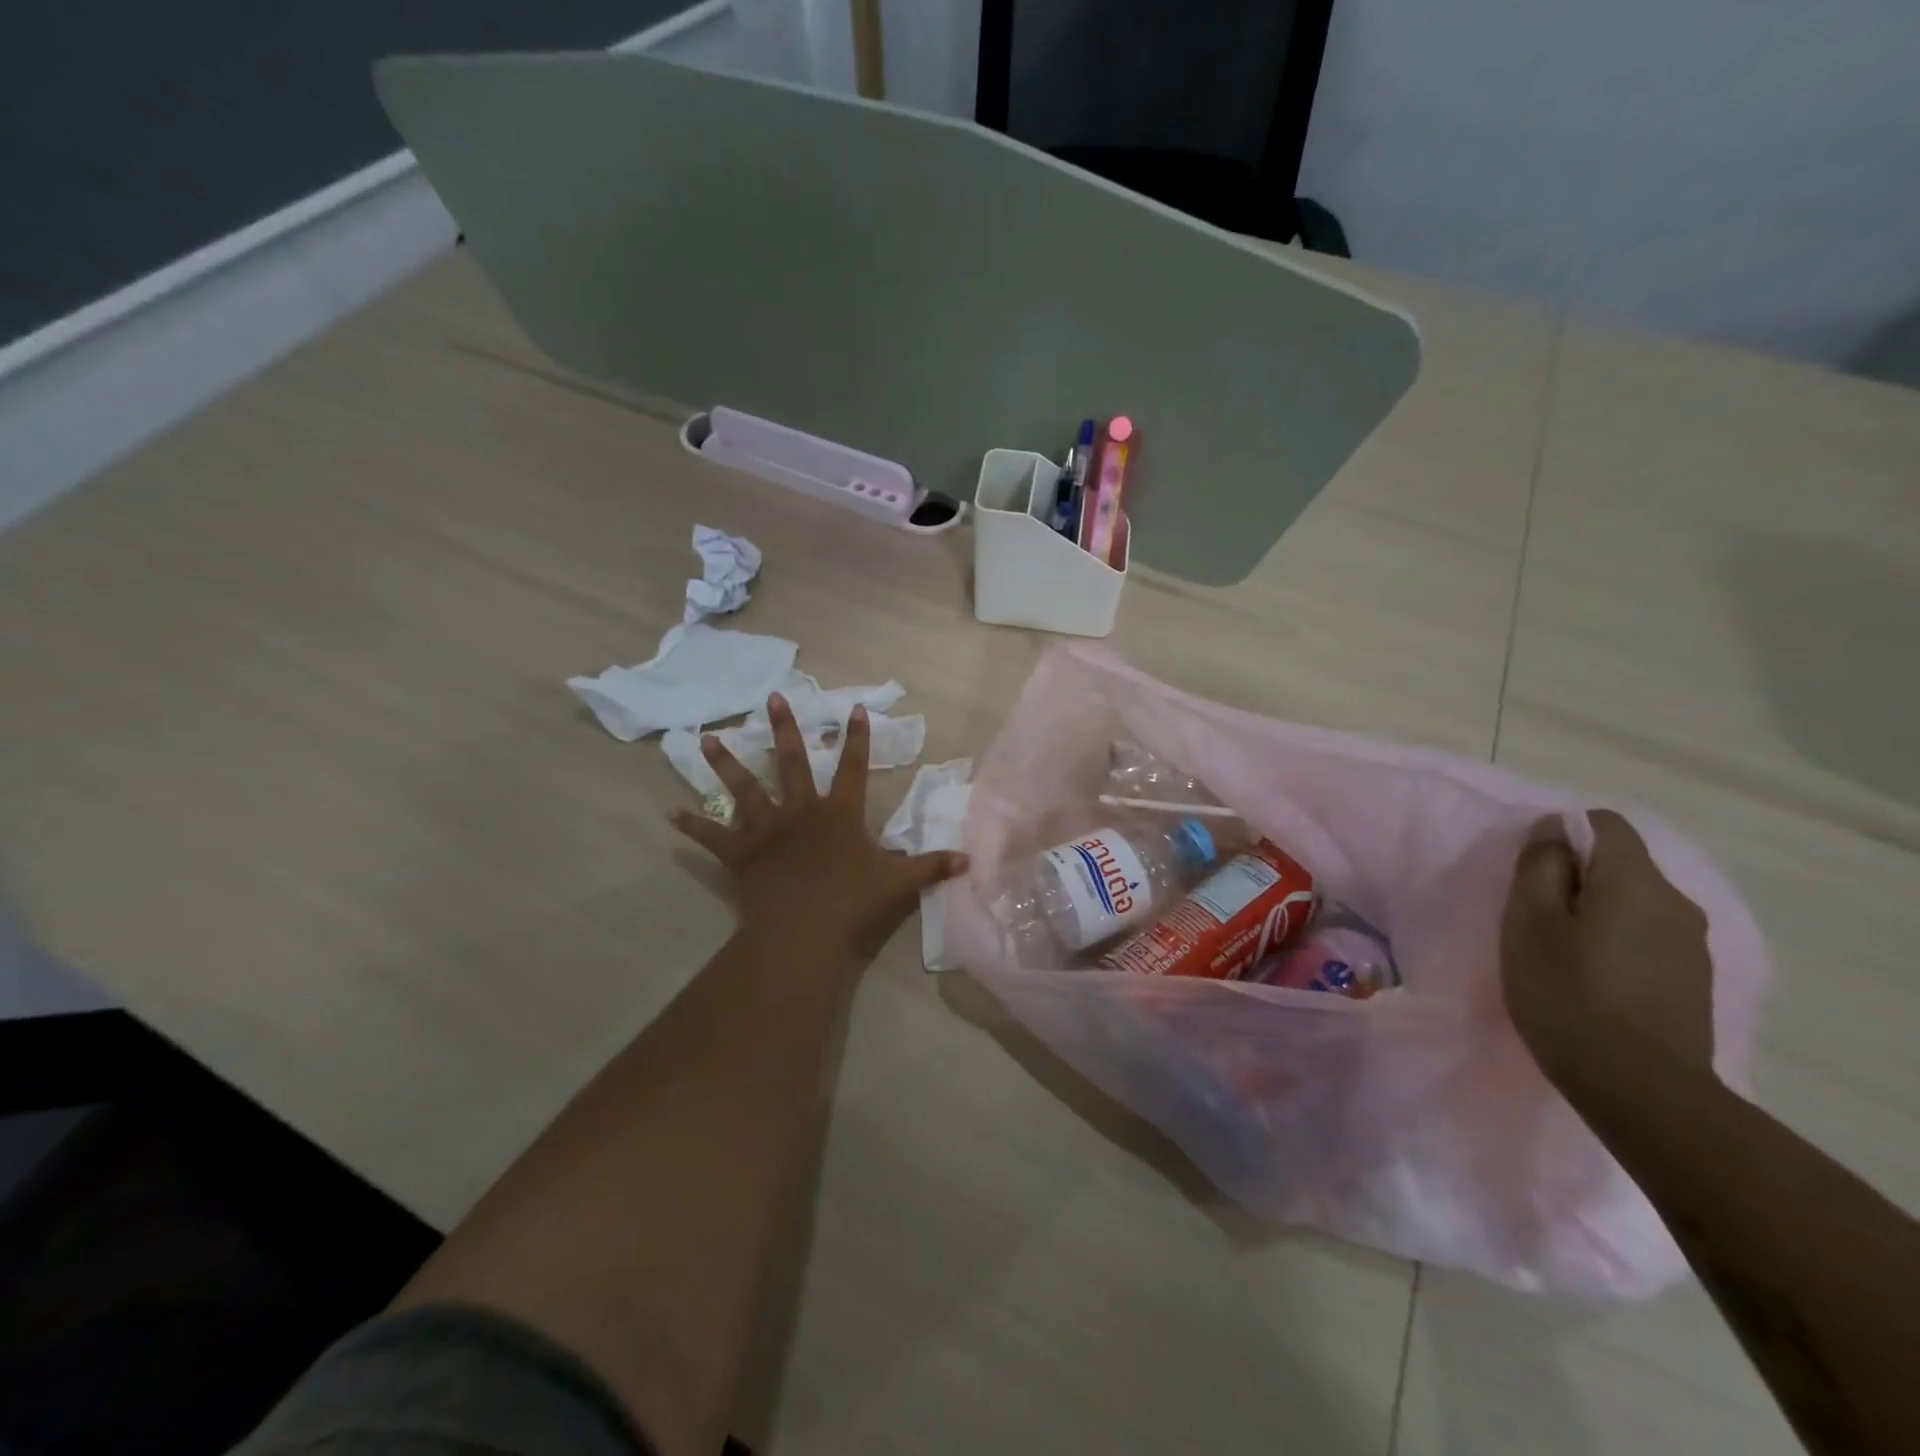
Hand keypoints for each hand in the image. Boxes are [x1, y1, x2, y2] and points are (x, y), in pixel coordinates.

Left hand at [671, 693, 967, 958]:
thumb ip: (932, 866)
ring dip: (725, 763)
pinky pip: (712, 836)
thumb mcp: (899, 882)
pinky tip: (670, 815)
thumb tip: (970, 860)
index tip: (854, 709)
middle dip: (784, 729)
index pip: (854, 767)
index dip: (857, 738)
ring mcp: (767, 829)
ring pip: (743, 788)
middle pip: (791, 762)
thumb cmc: (852, 901)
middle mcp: (800, 810)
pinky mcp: (740, 853)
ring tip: (706, 738)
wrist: (805, 928)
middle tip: (772, 698)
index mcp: (839, 812)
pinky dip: (692, 826)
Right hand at [1500, 809, 1715, 1108]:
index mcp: (1636, 881)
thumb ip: (1540, 866)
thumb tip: (1553, 831)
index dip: (1562, 834)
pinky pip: (1646, 936)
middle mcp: (1676, 902)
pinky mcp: (1693, 980)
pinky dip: (1614, 942)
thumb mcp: (1529, 922)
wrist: (1641, 1090)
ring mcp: (1692, 944)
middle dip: (1575, 877)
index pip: (1604, 823)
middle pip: (1620, 863)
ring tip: (1558, 953)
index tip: (1531, 872)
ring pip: (1633, 902)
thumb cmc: (1567, 994)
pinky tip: (1590, 980)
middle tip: (1533, 918)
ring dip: (1594, 912)